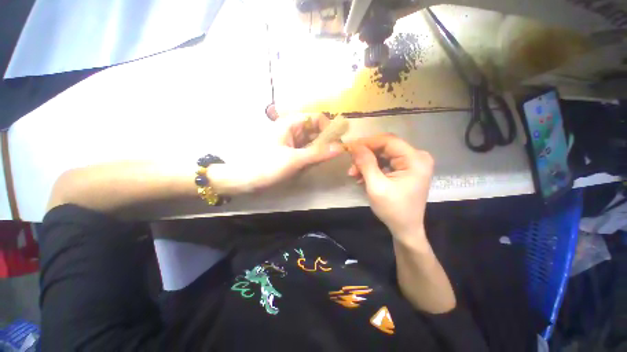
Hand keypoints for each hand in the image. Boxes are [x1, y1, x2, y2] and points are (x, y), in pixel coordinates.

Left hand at [217, 113, 343, 193]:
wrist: (244, 179)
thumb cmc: (267, 166)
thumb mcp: (294, 160)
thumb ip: (317, 153)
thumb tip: (340, 148)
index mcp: (291, 124)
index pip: (316, 118)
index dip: (328, 127)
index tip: (337, 142)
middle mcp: (292, 129)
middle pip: (315, 130)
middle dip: (325, 141)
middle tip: (333, 154)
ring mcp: (291, 141)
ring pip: (311, 141)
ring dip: (319, 150)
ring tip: (322, 161)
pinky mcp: (289, 151)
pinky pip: (305, 150)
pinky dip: (312, 156)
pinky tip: (313, 164)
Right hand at [346, 134, 433, 242]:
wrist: (405, 229)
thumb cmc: (393, 210)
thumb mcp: (376, 186)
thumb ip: (366, 163)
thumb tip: (354, 146)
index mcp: (415, 160)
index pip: (388, 141)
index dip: (367, 142)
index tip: (349, 147)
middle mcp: (416, 157)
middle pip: (385, 147)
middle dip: (365, 156)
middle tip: (350, 165)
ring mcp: (411, 163)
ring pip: (382, 155)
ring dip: (366, 163)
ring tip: (354, 174)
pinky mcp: (405, 169)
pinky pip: (385, 163)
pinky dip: (372, 169)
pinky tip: (361, 177)